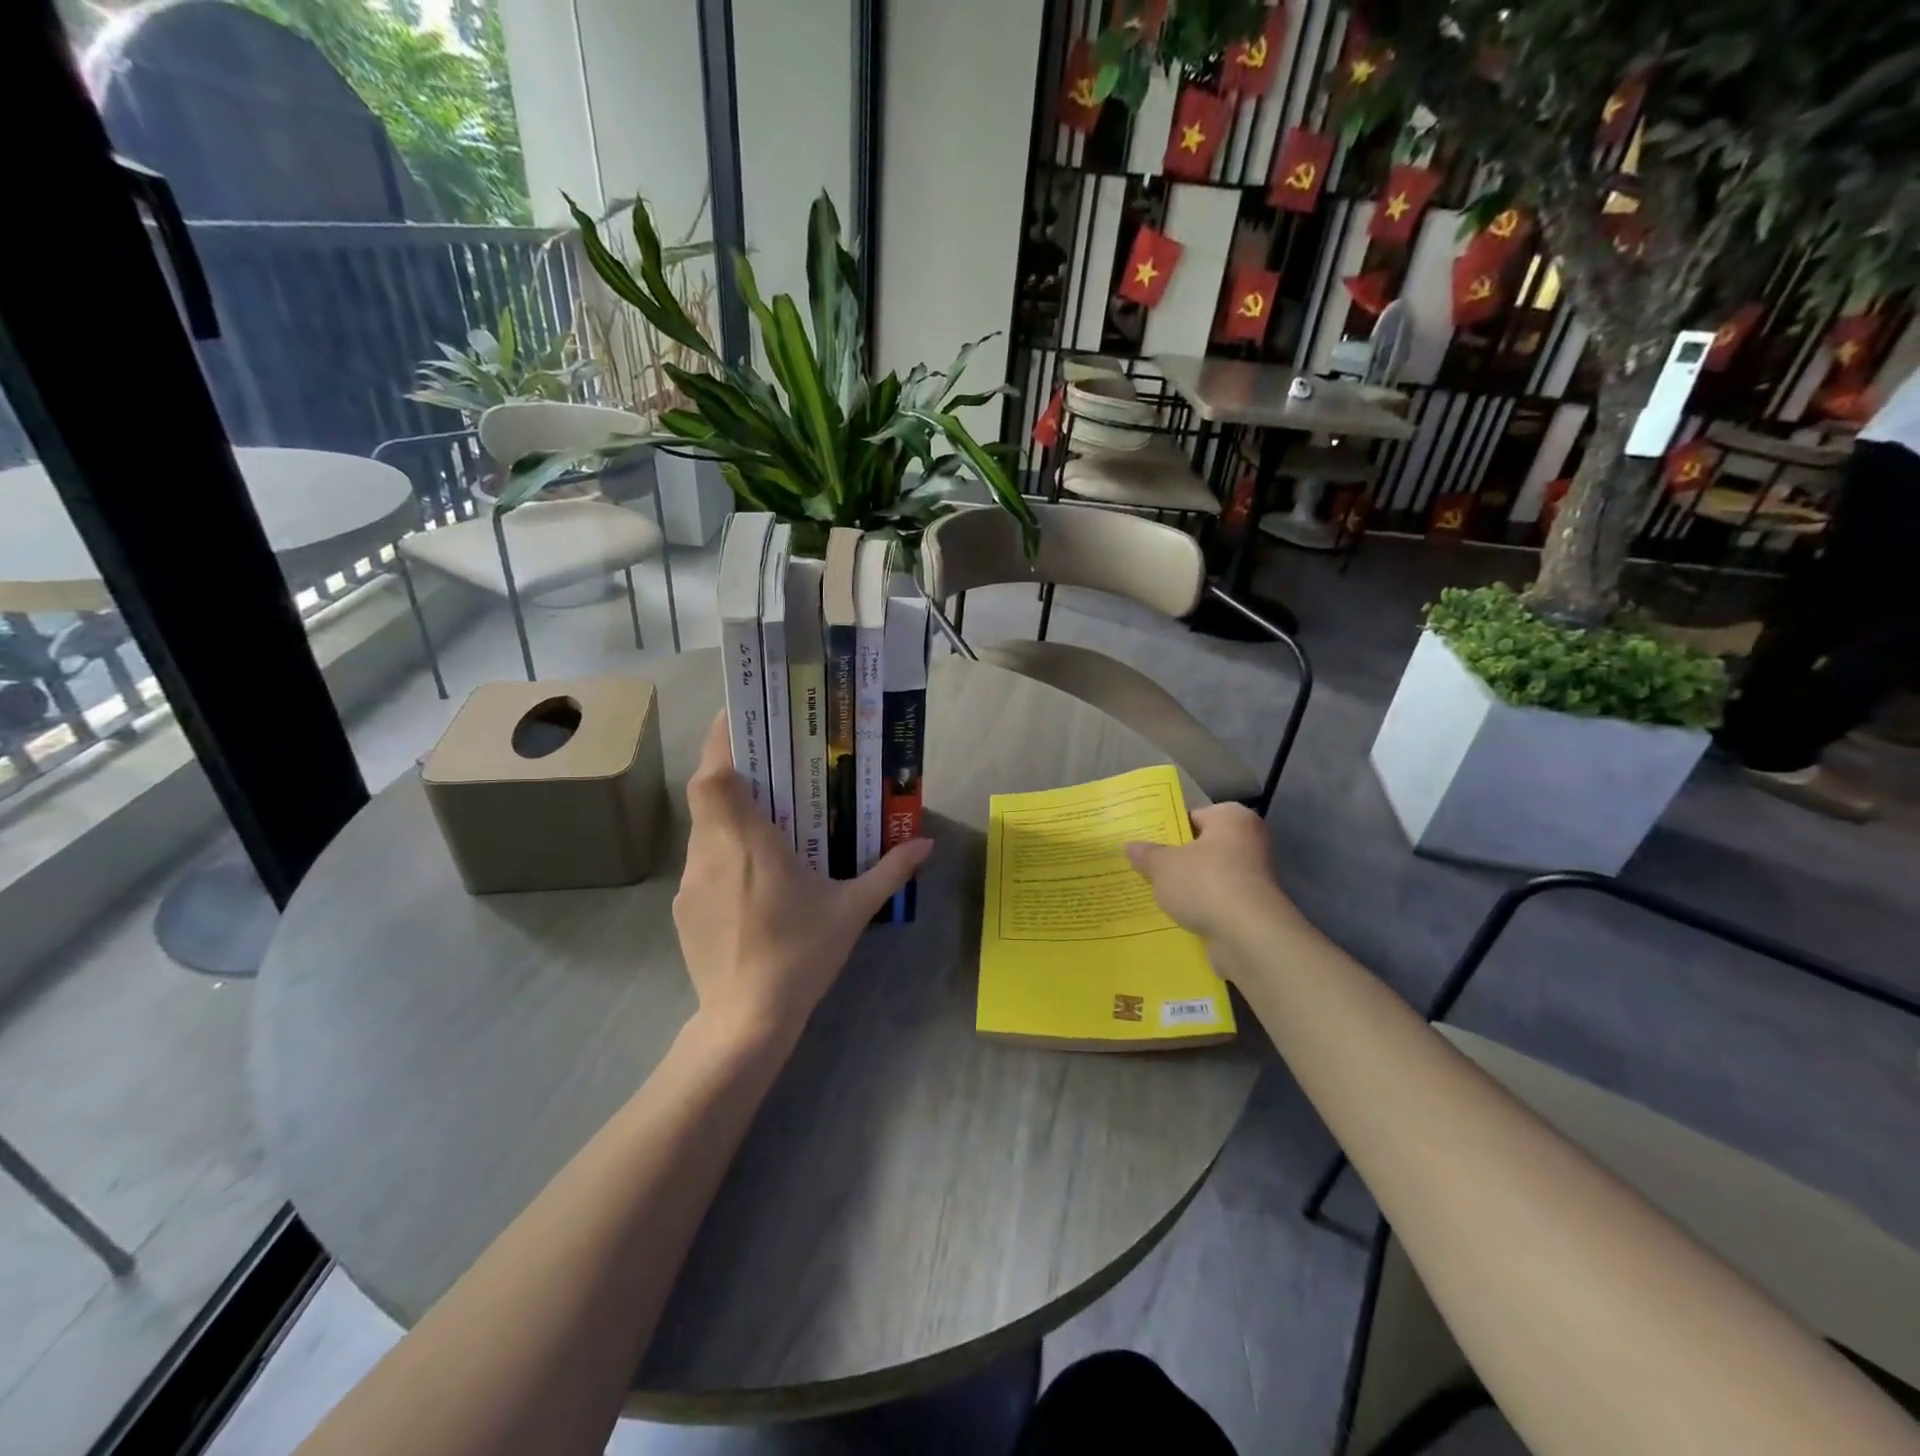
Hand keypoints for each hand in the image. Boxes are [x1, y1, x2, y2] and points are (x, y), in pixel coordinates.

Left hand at [674, 714, 931, 1045]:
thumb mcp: (852, 910)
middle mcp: (711, 852)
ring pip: (703, 828)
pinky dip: (722, 852)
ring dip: (729, 814)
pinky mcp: (683, 909)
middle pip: (707, 794)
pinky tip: (752, 878)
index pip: (715, 775)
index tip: (740, 718)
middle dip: (732, 772)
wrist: (746, 1021)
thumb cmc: (800, 954)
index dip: (720, 741)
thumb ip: (889, 871)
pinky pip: (701, 862)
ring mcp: (690, 882)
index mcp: (748, 842)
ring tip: (766, 821)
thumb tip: (925, 844)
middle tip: (768, 765)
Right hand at [1125, 804, 1294, 977]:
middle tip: (1144, 867)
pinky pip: (1218, 903)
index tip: (1145, 843)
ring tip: (1154, 895)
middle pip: (1203, 848)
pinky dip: (1201, 909)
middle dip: (1177, 860)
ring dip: (1188, 888)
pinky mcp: (1253, 910)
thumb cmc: (1205, 883)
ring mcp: (1254, 878)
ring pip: (1210, 877)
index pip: (1194, 816)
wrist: (1248, 936)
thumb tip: (1130, 847)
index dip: (1168, 829)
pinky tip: (1175, 918)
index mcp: (1232, 818)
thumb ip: (1147, 854)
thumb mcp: (1163, 865)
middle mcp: (1249, 842)